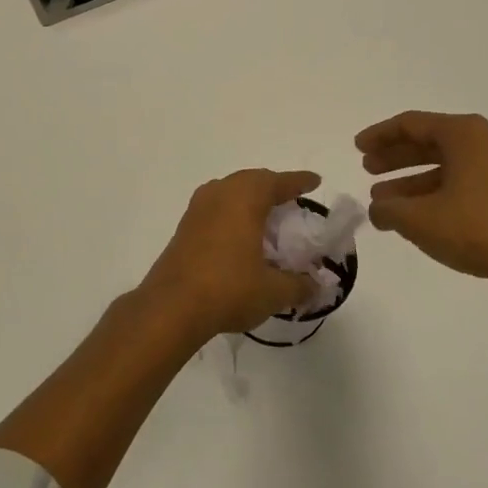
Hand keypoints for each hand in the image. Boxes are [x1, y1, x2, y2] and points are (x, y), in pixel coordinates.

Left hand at [135, 169, 322, 339]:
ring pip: (230, 191)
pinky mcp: (184, 226)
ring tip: (267, 215)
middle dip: (273, 187)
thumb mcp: (273, 291)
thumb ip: (299, 285)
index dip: (299, 182)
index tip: (315, 182)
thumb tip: (316, 286)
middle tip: (292, 199)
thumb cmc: (228, 289)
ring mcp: (197, 208)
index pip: (278, 182)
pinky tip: (240, 234)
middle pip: (251, 180)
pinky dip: (232, 213)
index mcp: (245, 198)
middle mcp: (220, 193)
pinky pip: (215, 208)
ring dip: (249, 198)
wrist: (171, 306)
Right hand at [356, 111, 487, 308]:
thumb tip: (378, 208)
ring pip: (451, 165)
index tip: (358, 149)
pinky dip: (441, 192)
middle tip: (369, 171)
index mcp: (467, 134)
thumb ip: (388, 209)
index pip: (413, 123)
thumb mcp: (419, 219)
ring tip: (386, 202)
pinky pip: (469, 182)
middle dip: (397, 158)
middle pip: (432, 142)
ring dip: (415, 181)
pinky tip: (421, 216)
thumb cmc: (477, 230)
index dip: (380, 136)